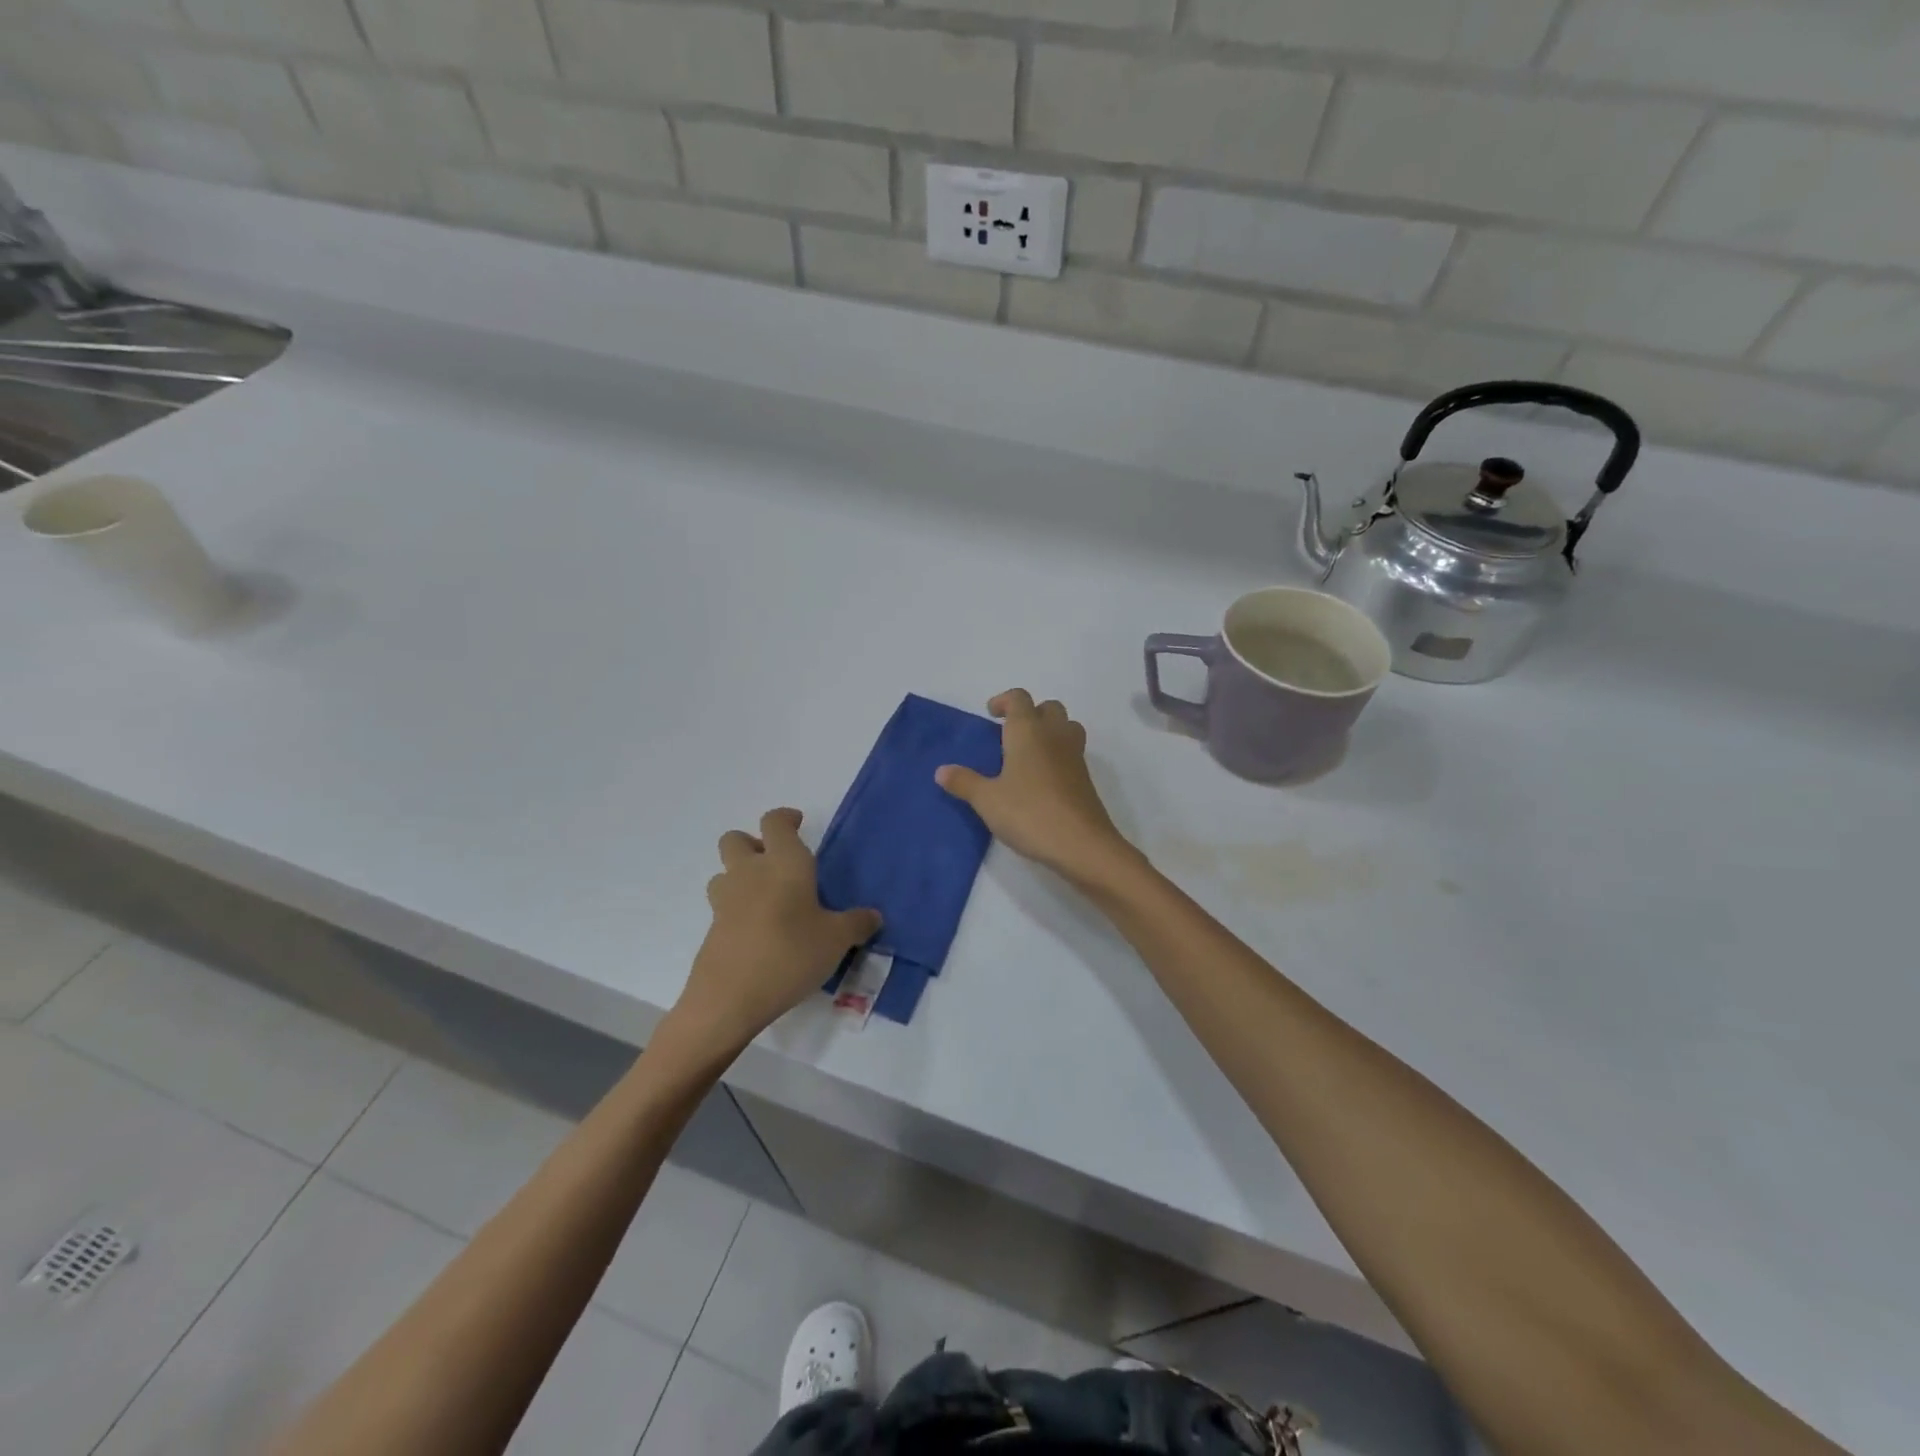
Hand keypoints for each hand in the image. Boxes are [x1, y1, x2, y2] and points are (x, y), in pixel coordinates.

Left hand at [672, 808, 880, 1052]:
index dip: (786, 818)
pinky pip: (723, 906)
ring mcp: (725, 900)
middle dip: (753, 844)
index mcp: (784, 863)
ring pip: (724, 872)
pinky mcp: (712, 929)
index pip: (775, 821)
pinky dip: (737, 910)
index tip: (798, 824)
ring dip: (740, 876)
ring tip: (766, 900)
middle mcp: (750, 872)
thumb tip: (874, 916)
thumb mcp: (837, 940)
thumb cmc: (791, 954)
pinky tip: (760, 933)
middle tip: (776, 863)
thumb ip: (857, 923)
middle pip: (735, 839)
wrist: (730, 998)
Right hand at [936, 690, 1139, 887]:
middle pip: (1048, 707)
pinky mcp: (1085, 779)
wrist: (1081, 844)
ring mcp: (1074, 756)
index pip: (1019, 698)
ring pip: (1066, 727)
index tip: (991, 714)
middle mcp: (1054, 735)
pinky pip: (1071, 752)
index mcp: (1028, 731)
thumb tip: (941, 770)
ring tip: (1027, 753)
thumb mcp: (987, 800)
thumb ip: (964, 782)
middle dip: (1030, 713)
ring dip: (1049, 730)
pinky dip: (1057, 755)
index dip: (1004, 701)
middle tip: (1009, 734)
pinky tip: (1040, 780)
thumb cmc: (1029, 813)